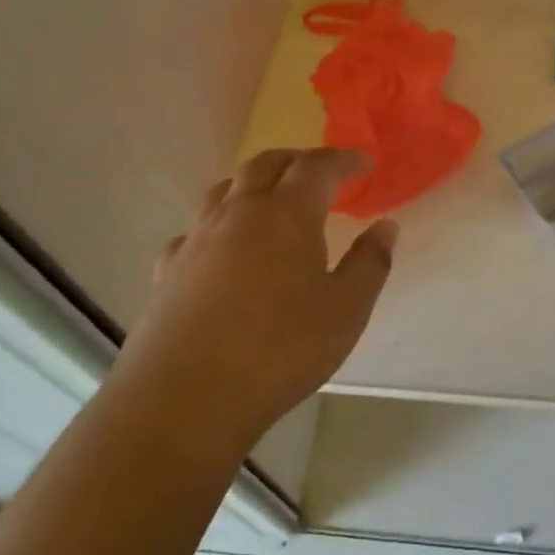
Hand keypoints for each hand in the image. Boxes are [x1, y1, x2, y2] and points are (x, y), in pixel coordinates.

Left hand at [118, 147, 396, 451]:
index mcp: (287, 213)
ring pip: (225, 189)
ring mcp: (198, 238)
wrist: (187, 395)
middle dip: (297, 161)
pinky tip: (222, 250)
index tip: (364, 163)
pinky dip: (218, 225)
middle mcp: (239, 212)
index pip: (318, 166)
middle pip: (266, 164)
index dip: (344, 159)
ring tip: (271, 199)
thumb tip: (386, 226)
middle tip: (321, 173)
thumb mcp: (347, 310)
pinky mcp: (169, 268)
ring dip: (254, 183)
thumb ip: (370, 263)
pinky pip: (196, 230)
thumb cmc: (280, 349)